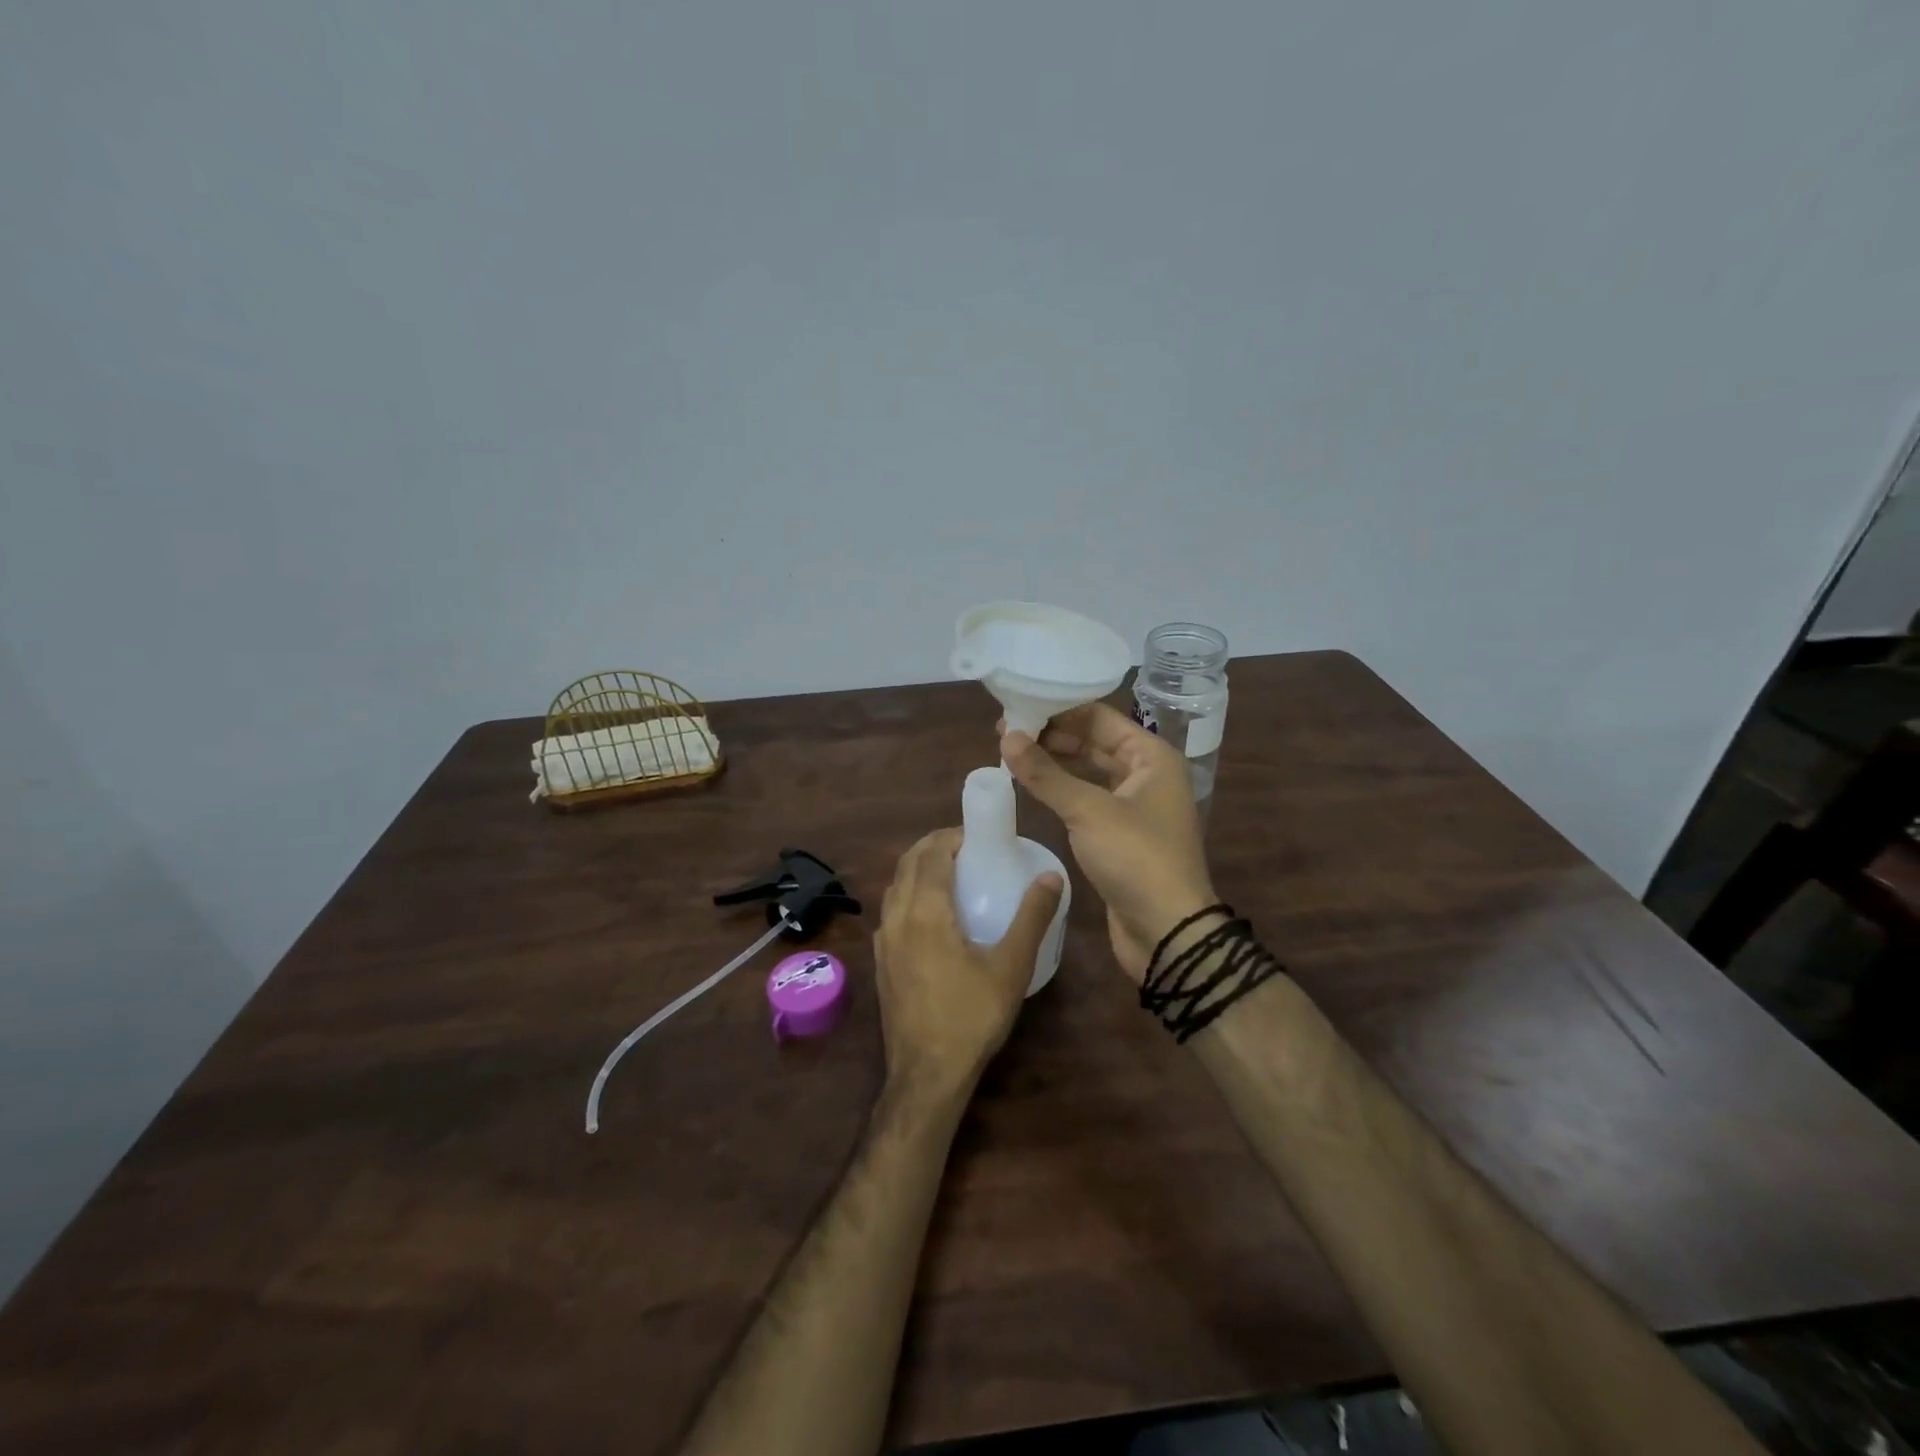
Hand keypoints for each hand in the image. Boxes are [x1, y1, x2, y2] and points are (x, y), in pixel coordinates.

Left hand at [874, 829, 1064, 1100]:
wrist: (926, 1074)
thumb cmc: (971, 1016)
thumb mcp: (1011, 966)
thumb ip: (1031, 917)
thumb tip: (1050, 875)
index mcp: (925, 911)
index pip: (931, 853)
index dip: (951, 835)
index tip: (977, 834)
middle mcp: (896, 917)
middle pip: (907, 863)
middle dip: (933, 846)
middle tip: (967, 847)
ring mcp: (882, 940)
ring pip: (894, 886)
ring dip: (918, 868)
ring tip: (950, 873)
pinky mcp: (879, 961)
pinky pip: (890, 911)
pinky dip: (908, 894)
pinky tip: (930, 914)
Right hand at [1001, 703, 1215, 983]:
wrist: (1167, 931)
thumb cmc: (1135, 858)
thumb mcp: (1088, 811)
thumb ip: (1046, 774)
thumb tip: (1007, 737)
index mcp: (1152, 756)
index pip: (1100, 718)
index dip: (1059, 710)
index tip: (1018, 707)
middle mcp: (1147, 774)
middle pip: (1094, 742)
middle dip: (1052, 735)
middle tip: (1006, 732)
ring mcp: (1135, 805)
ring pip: (1090, 771)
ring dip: (1055, 762)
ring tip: (1012, 754)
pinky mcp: (1121, 834)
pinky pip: (1088, 799)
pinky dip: (1062, 789)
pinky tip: (1033, 786)